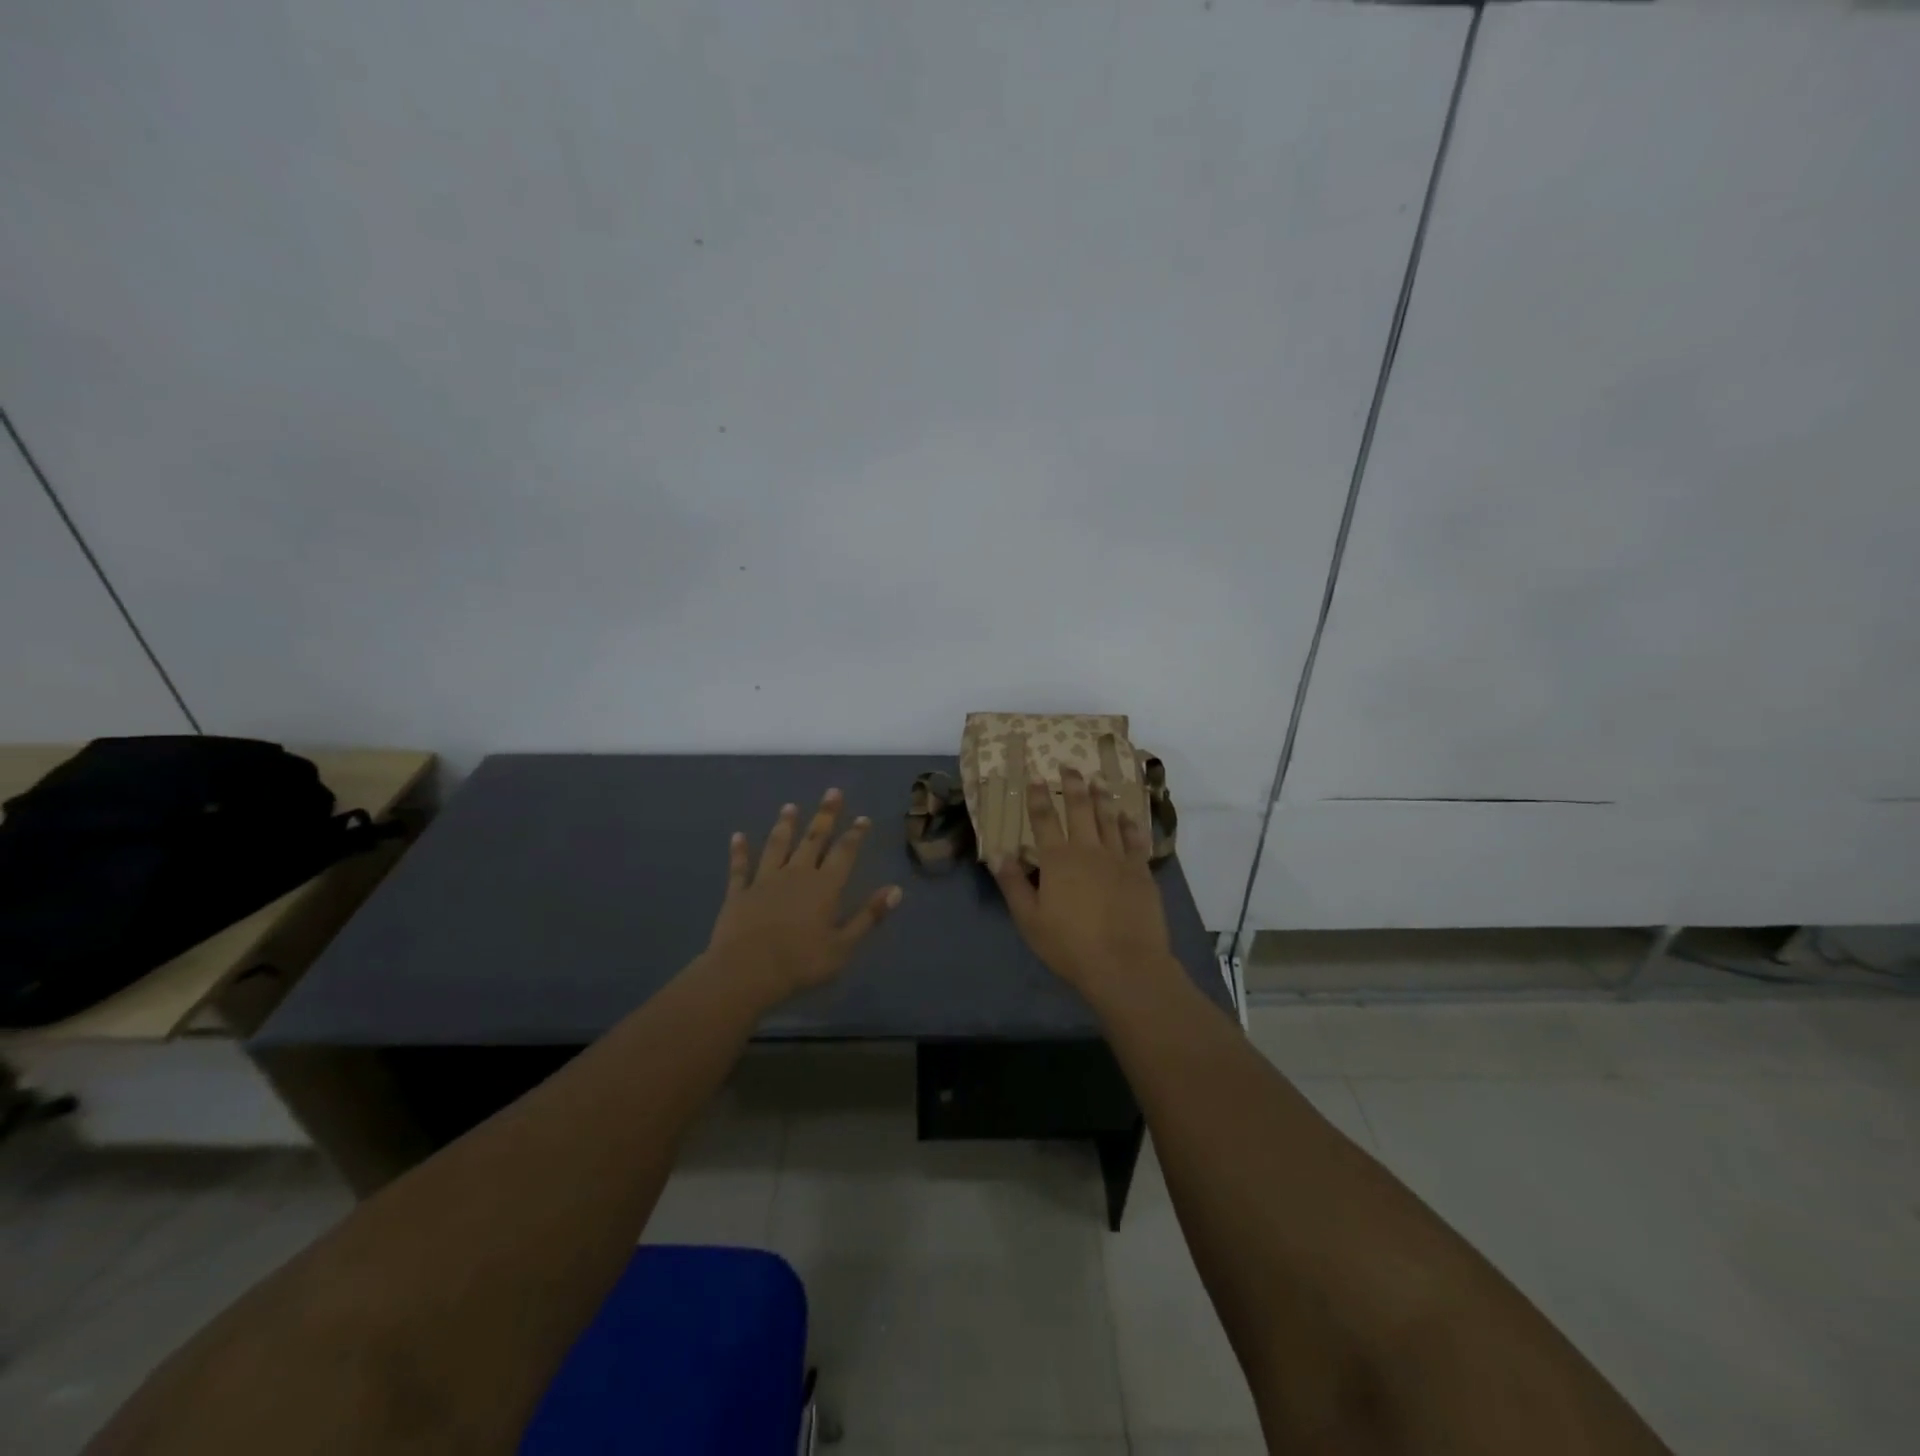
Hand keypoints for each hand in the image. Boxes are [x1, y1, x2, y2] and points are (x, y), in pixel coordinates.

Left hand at [705, 788, 902, 1002]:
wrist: (746, 971)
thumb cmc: (801, 962)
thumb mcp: (844, 945)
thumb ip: (869, 916)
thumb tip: (896, 890)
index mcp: (825, 886)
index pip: (844, 852)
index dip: (855, 834)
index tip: (862, 818)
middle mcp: (797, 874)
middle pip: (813, 839)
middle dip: (825, 816)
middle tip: (832, 792)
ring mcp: (765, 880)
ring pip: (777, 845)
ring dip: (785, 825)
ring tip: (790, 806)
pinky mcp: (739, 892)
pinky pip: (741, 867)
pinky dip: (739, 851)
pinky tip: (737, 836)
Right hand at [993, 767, 1173, 992]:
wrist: (1125, 964)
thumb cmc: (1070, 946)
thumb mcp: (1029, 920)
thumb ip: (1013, 885)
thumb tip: (999, 853)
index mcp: (1058, 860)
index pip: (1044, 820)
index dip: (1038, 797)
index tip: (1036, 776)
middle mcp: (1088, 850)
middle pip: (1079, 809)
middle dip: (1072, 785)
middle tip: (1069, 766)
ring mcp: (1118, 858)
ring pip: (1109, 818)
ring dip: (1101, 796)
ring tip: (1097, 779)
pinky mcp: (1141, 871)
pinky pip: (1135, 839)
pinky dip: (1130, 823)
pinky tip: (1128, 815)